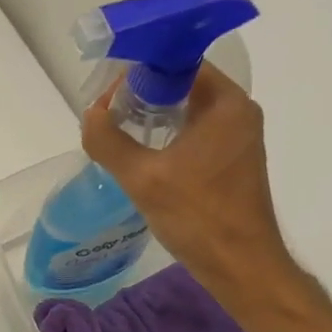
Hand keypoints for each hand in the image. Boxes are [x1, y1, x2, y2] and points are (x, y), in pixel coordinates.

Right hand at [82, 63, 293, 294]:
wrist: (241, 267)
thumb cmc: (198, 217)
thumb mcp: (143, 178)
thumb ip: (109, 140)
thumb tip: (90, 114)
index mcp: (225, 103)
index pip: (176, 64)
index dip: (137, 73)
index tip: (106, 94)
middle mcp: (237, 112)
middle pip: (180, 85)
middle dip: (139, 95)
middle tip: (105, 114)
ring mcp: (237, 137)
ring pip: (185, 111)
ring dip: (150, 117)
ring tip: (116, 132)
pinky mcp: (232, 160)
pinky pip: (193, 133)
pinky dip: (166, 136)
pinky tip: (140, 155)